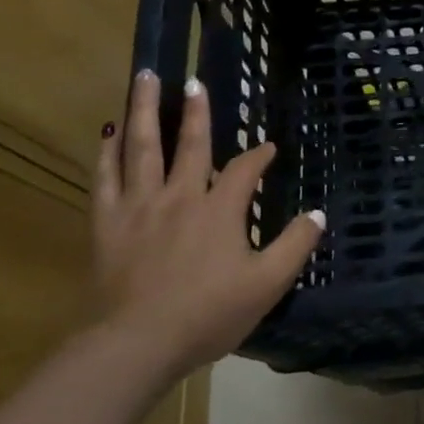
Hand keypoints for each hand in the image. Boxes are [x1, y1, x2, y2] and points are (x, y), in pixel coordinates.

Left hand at [92, 70, 324, 381]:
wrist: (136, 345)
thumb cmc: (208, 314)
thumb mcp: (268, 283)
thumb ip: (296, 245)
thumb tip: (318, 213)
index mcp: (220, 209)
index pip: (245, 169)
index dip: (259, 155)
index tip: (269, 148)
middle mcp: (180, 196)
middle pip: (190, 144)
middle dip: (196, 112)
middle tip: (193, 82)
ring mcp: (139, 207)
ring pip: (142, 148)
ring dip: (144, 110)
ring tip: (144, 78)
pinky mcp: (108, 224)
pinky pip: (105, 179)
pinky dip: (107, 153)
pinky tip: (108, 134)